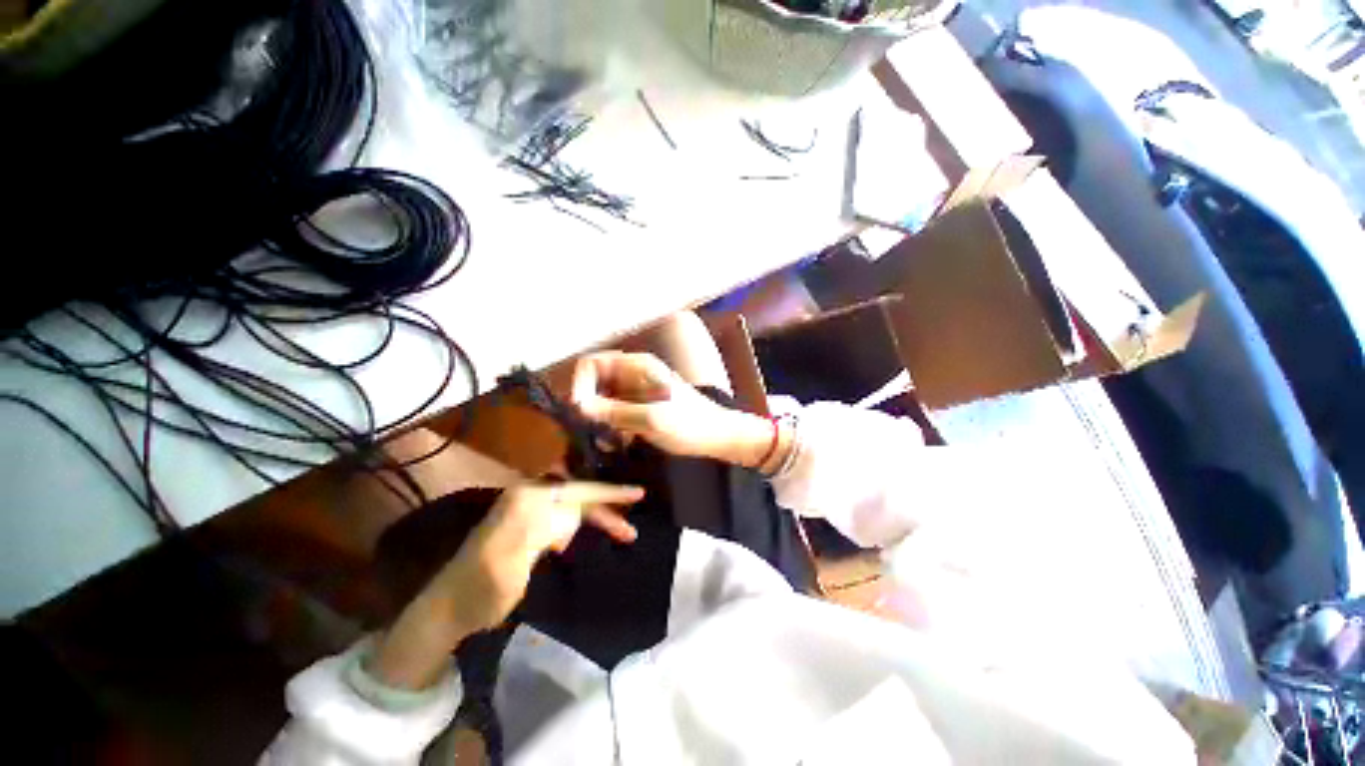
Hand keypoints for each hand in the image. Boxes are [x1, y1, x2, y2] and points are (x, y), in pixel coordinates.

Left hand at [370, 482, 643, 689]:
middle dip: (609, 508)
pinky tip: (599, 531)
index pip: (578, 490)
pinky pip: (568, 517)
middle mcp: (530, 495)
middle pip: (581, 495)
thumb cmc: (481, 591)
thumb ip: (541, 532)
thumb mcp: (509, 564)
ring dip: (601, 518)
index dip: (610, 492)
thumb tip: (572, 512)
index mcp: (526, 499)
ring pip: (577, 505)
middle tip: (632, 528)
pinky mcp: (531, 523)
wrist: (450, 610)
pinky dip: (587, 524)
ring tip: (626, 533)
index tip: (639, 492)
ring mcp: (531, 508)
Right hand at [571, 351, 776, 467]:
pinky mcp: (639, 407)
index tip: (580, 412)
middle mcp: (632, 374)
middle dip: (588, 405)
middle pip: (594, 382)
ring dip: (599, 419)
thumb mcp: (652, 419)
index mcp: (637, 366)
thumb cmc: (690, 424)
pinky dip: (611, 426)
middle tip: (589, 431)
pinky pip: (615, 412)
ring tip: (605, 441)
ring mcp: (636, 391)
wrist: (718, 436)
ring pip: (602, 399)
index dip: (581, 385)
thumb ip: (616, 411)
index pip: (592, 364)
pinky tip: (618, 443)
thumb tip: (579, 407)